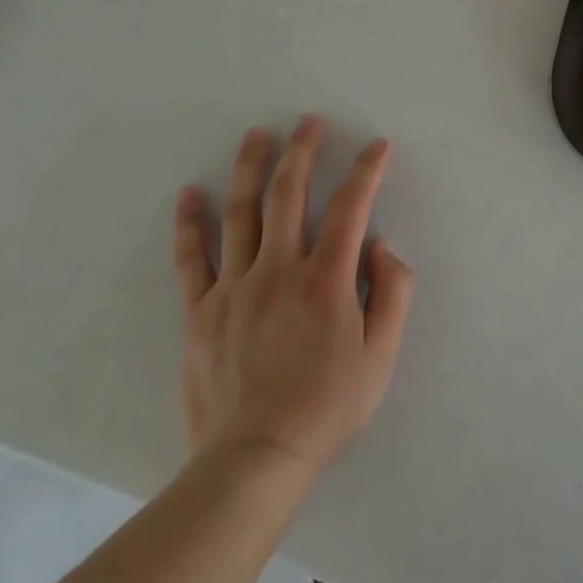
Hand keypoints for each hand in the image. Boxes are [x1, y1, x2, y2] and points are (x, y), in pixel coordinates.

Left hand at [172, 116, 414, 494]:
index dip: (366, 171)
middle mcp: (278, 270)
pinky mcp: (201, 312)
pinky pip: (192, 259)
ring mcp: (234, 288)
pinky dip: (190, 223)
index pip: (350, 208)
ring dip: (250, 169)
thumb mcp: (382, 354)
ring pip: (241, 214)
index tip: (377, 146)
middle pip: (289, 195)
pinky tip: (190, 193)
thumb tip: (380, 246)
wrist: (254, 461)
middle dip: (302, 152)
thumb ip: (392, 292)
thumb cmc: (328, 406)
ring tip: (257, 135)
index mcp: (325, 280)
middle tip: (308, 121)